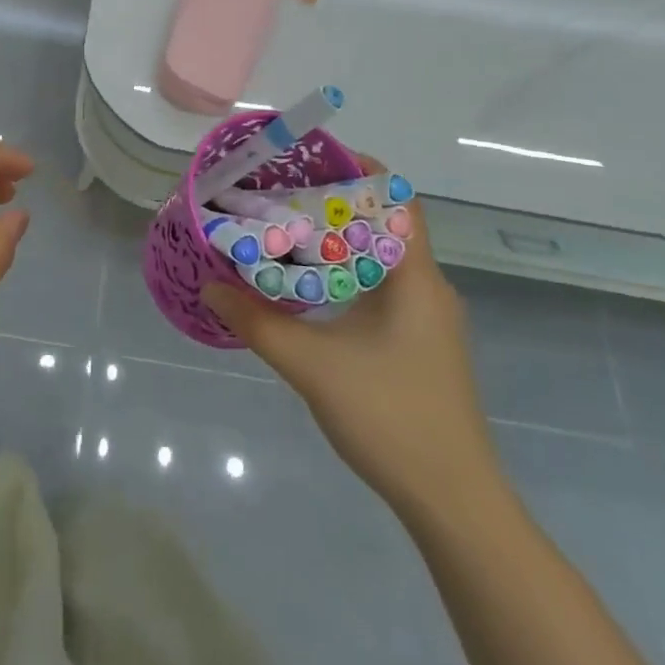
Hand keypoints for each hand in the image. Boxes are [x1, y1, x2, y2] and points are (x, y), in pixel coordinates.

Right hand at [202, 157, 497, 514]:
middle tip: (282, 193)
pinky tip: (311, 289)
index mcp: (415, 276)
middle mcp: (428, 286)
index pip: (397, 198)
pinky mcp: (421, 343)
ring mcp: (428, 317)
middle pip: (384, 222)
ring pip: (382, 257)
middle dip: (335, 201)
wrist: (454, 503)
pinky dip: (348, 273)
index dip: (359, 169)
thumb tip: (210, 287)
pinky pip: (384, 286)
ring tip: (287, 231)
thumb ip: (258, 323)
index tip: (310, 161)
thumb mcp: (312, 366)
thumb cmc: (390, 417)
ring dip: (340, 240)